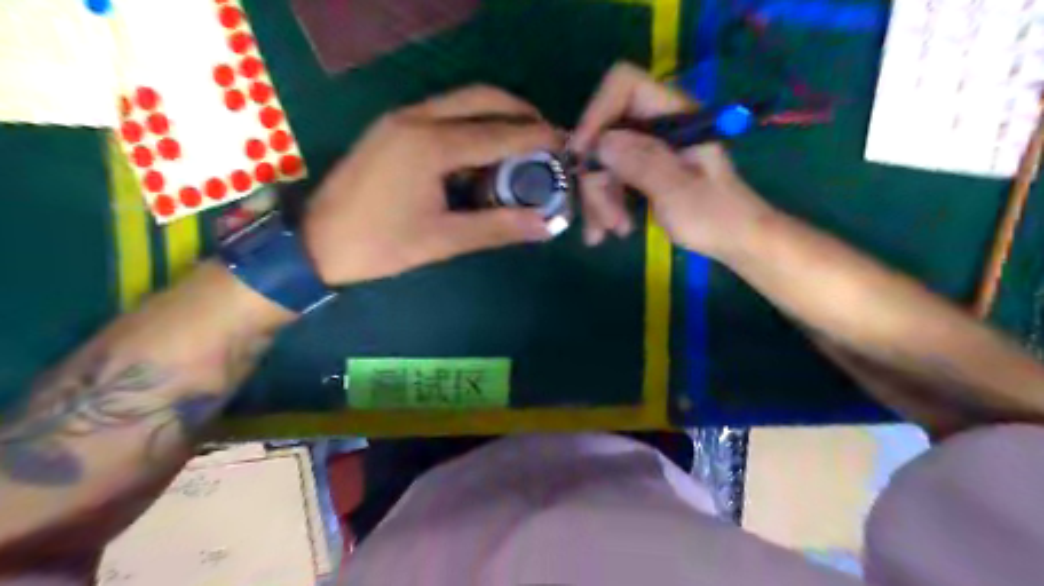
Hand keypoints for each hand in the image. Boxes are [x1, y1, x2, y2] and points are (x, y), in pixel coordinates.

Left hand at [305, 85, 563, 283]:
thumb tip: (545, 226)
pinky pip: (442, 113)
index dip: (535, 138)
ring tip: (520, 144)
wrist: (315, 242)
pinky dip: (471, 124)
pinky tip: (481, 151)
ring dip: (495, 115)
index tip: (564, 143)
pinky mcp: (391, 127)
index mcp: (430, 146)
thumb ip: (497, 228)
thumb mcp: (442, 240)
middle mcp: (416, 119)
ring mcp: (400, 118)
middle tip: (545, 137)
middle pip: (481, 98)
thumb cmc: (380, 245)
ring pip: (460, 101)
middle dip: (519, 112)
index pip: (498, 133)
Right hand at [567, 61, 768, 258]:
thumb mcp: (678, 192)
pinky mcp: (642, 170)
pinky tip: (608, 231)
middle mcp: (657, 125)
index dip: (597, 112)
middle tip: (603, 220)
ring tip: (608, 233)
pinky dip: (605, 205)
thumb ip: (642, 162)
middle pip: (606, 132)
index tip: (583, 153)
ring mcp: (648, 148)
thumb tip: (600, 142)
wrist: (735, 240)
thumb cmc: (716, 216)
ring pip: (604, 161)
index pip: (626, 85)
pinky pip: (611, 179)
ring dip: (600, 199)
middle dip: (597, 177)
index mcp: (675, 115)